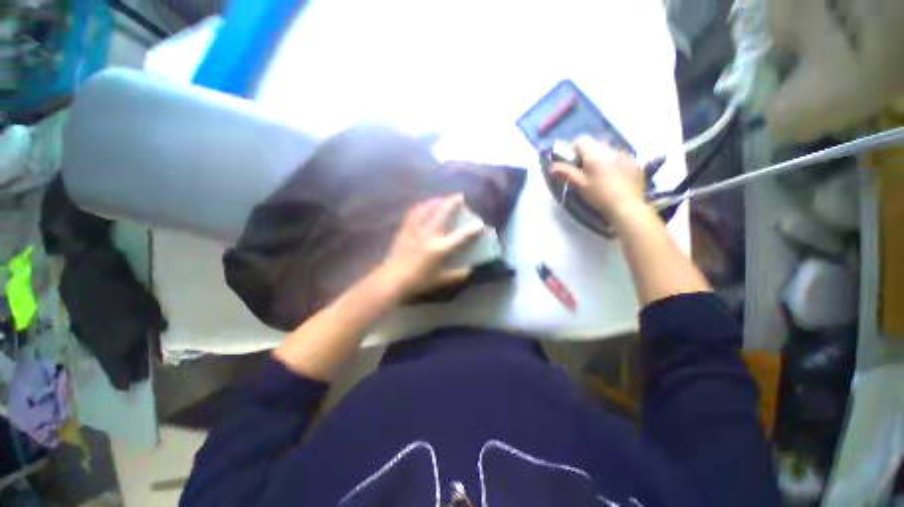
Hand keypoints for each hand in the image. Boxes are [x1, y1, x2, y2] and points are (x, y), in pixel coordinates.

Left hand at [377, 195, 483, 298]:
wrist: (393, 280)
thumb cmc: (419, 281)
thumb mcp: (442, 280)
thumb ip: (458, 274)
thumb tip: (470, 269)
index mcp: (440, 248)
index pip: (461, 235)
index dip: (472, 229)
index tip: (480, 223)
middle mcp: (429, 234)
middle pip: (442, 212)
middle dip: (452, 202)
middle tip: (459, 197)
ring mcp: (416, 229)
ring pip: (427, 208)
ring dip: (437, 200)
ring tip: (442, 199)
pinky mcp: (405, 229)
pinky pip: (414, 212)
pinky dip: (422, 206)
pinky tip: (424, 206)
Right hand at [551, 136, 646, 220]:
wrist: (627, 206)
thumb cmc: (599, 195)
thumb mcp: (580, 185)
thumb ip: (566, 173)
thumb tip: (552, 167)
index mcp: (595, 154)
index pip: (581, 140)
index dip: (573, 149)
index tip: (572, 162)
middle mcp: (611, 149)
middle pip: (595, 145)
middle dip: (587, 154)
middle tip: (584, 171)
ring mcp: (625, 155)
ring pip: (609, 151)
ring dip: (602, 158)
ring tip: (600, 175)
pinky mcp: (635, 163)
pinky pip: (621, 158)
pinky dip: (615, 164)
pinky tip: (615, 178)